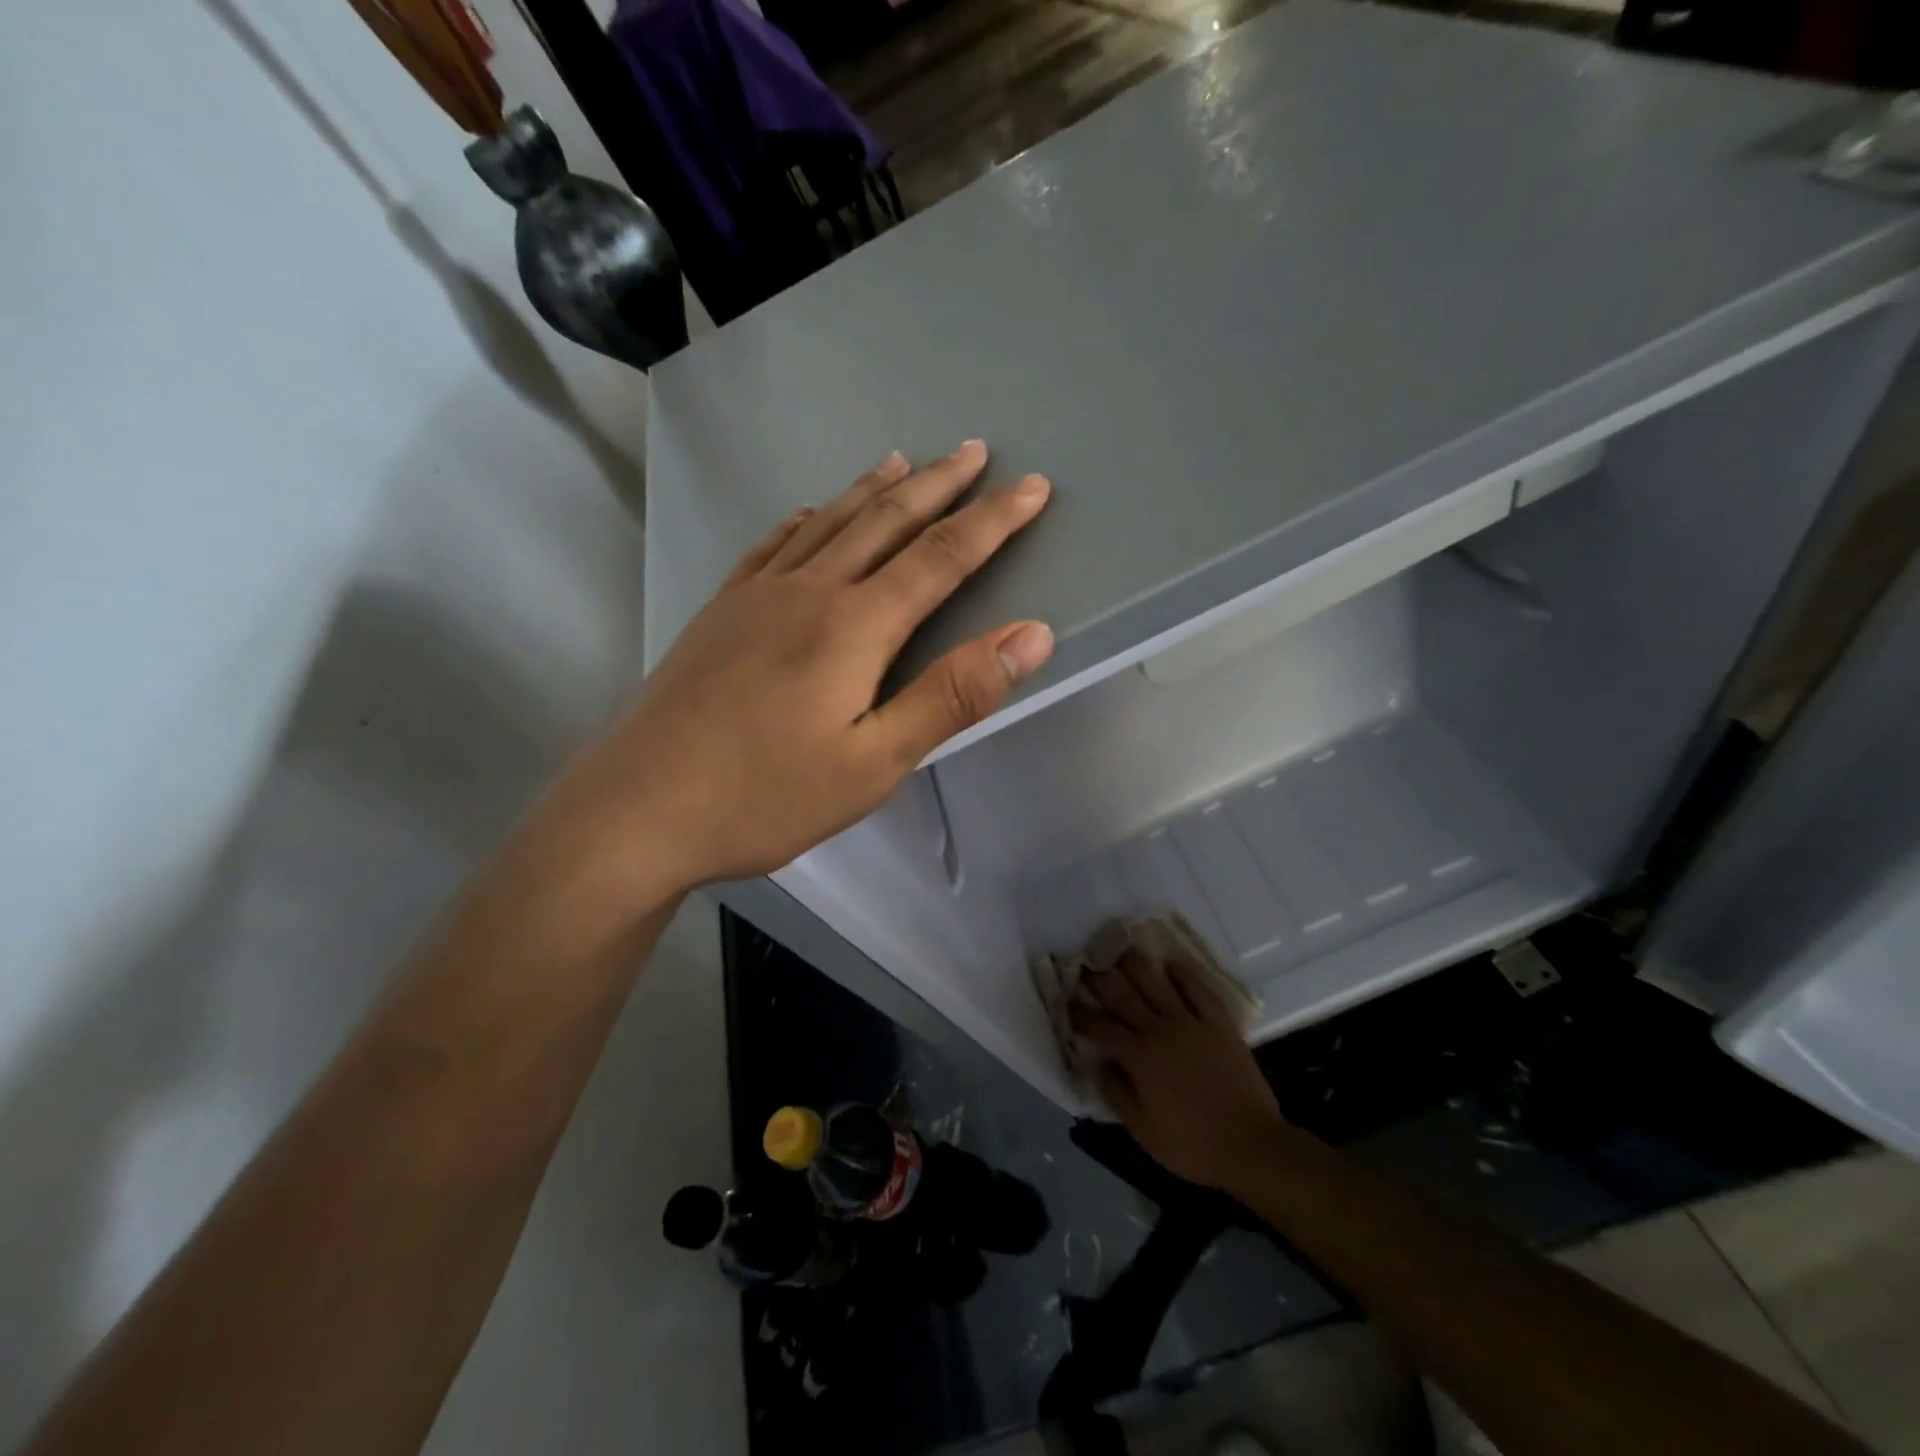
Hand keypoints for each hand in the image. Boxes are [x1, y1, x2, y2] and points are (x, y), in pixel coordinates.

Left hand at [546, 441, 1053, 901]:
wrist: (639, 808)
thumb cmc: (767, 796)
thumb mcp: (875, 763)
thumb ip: (952, 696)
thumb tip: (1031, 635)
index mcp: (854, 626)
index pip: (942, 557)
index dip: (993, 520)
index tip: (1033, 486)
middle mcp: (808, 591)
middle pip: (886, 522)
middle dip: (938, 485)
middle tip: (973, 450)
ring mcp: (756, 596)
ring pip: (829, 522)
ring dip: (873, 490)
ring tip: (902, 461)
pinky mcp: (720, 611)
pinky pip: (773, 545)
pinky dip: (806, 518)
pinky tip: (810, 512)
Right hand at [1072, 949, 1283, 1190]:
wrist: (1251, 1146)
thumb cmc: (1193, 1146)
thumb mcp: (1143, 1132)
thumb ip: (1117, 1093)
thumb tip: (1099, 1063)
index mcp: (1139, 1057)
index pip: (1101, 1027)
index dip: (1081, 1013)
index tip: (1067, 1001)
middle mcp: (1160, 1031)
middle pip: (1124, 995)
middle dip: (1101, 977)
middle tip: (1087, 962)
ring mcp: (1192, 1024)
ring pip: (1158, 983)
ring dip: (1137, 964)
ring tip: (1122, 948)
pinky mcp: (1220, 1025)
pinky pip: (1200, 991)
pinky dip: (1185, 974)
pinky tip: (1172, 962)